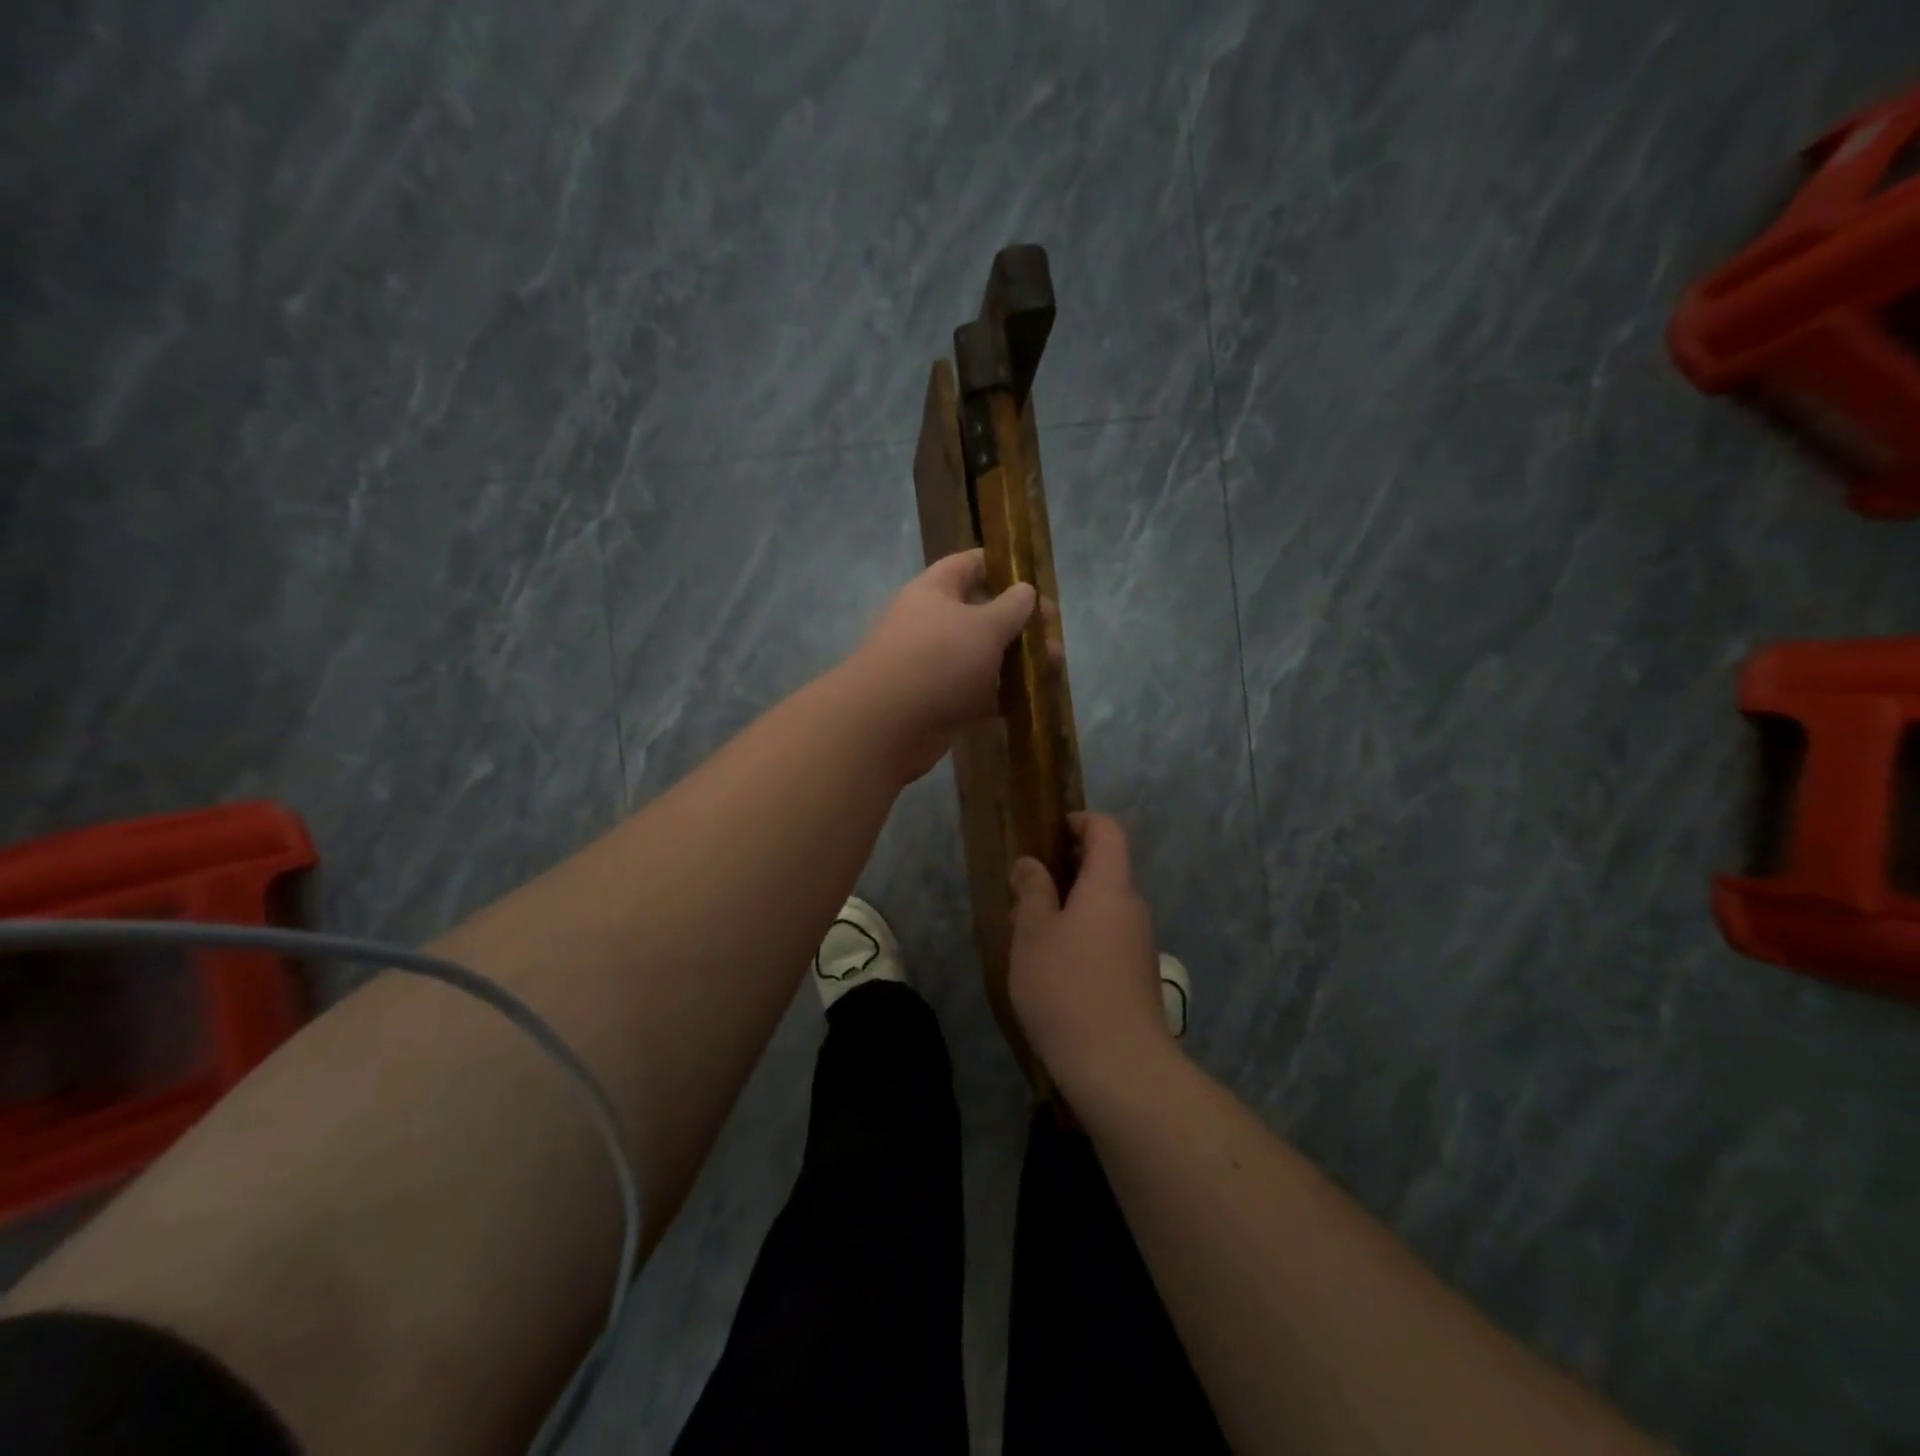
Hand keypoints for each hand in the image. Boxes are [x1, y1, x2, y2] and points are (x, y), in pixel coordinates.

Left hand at [849, 549, 1039, 781]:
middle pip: (980, 613)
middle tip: (1054, 632)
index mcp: (934, 591)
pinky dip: (1001, 695)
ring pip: (981, 656)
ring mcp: (933, 666)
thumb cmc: (938, 659)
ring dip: (1015, 660)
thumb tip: (1026, 590)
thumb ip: (1011, 607)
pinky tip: (1032, 698)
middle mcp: (931, 624)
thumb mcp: (984, 626)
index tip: (1034, 577)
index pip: (969, 564)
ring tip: (1054, 666)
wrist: (888, 724)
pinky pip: (977, 693)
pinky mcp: (939, 703)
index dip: (1001, 565)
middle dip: (1018, 621)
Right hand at [1008, 813, 1172, 1091]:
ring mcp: (1139, 944)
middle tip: (1026, 886)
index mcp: (1110, 885)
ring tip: (1031, 929)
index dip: (1081, 821)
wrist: (1119, 1067)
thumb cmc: (1067, 987)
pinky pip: (1108, 936)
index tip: (1050, 832)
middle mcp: (1133, 907)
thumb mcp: (1034, 934)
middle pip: (1107, 868)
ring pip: (1105, 906)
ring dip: (1071, 905)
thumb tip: (1031, 864)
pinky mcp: (1138, 976)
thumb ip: (1032, 891)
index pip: (1108, 831)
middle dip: (1067, 868)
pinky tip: (1053, 966)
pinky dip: (1082, 934)